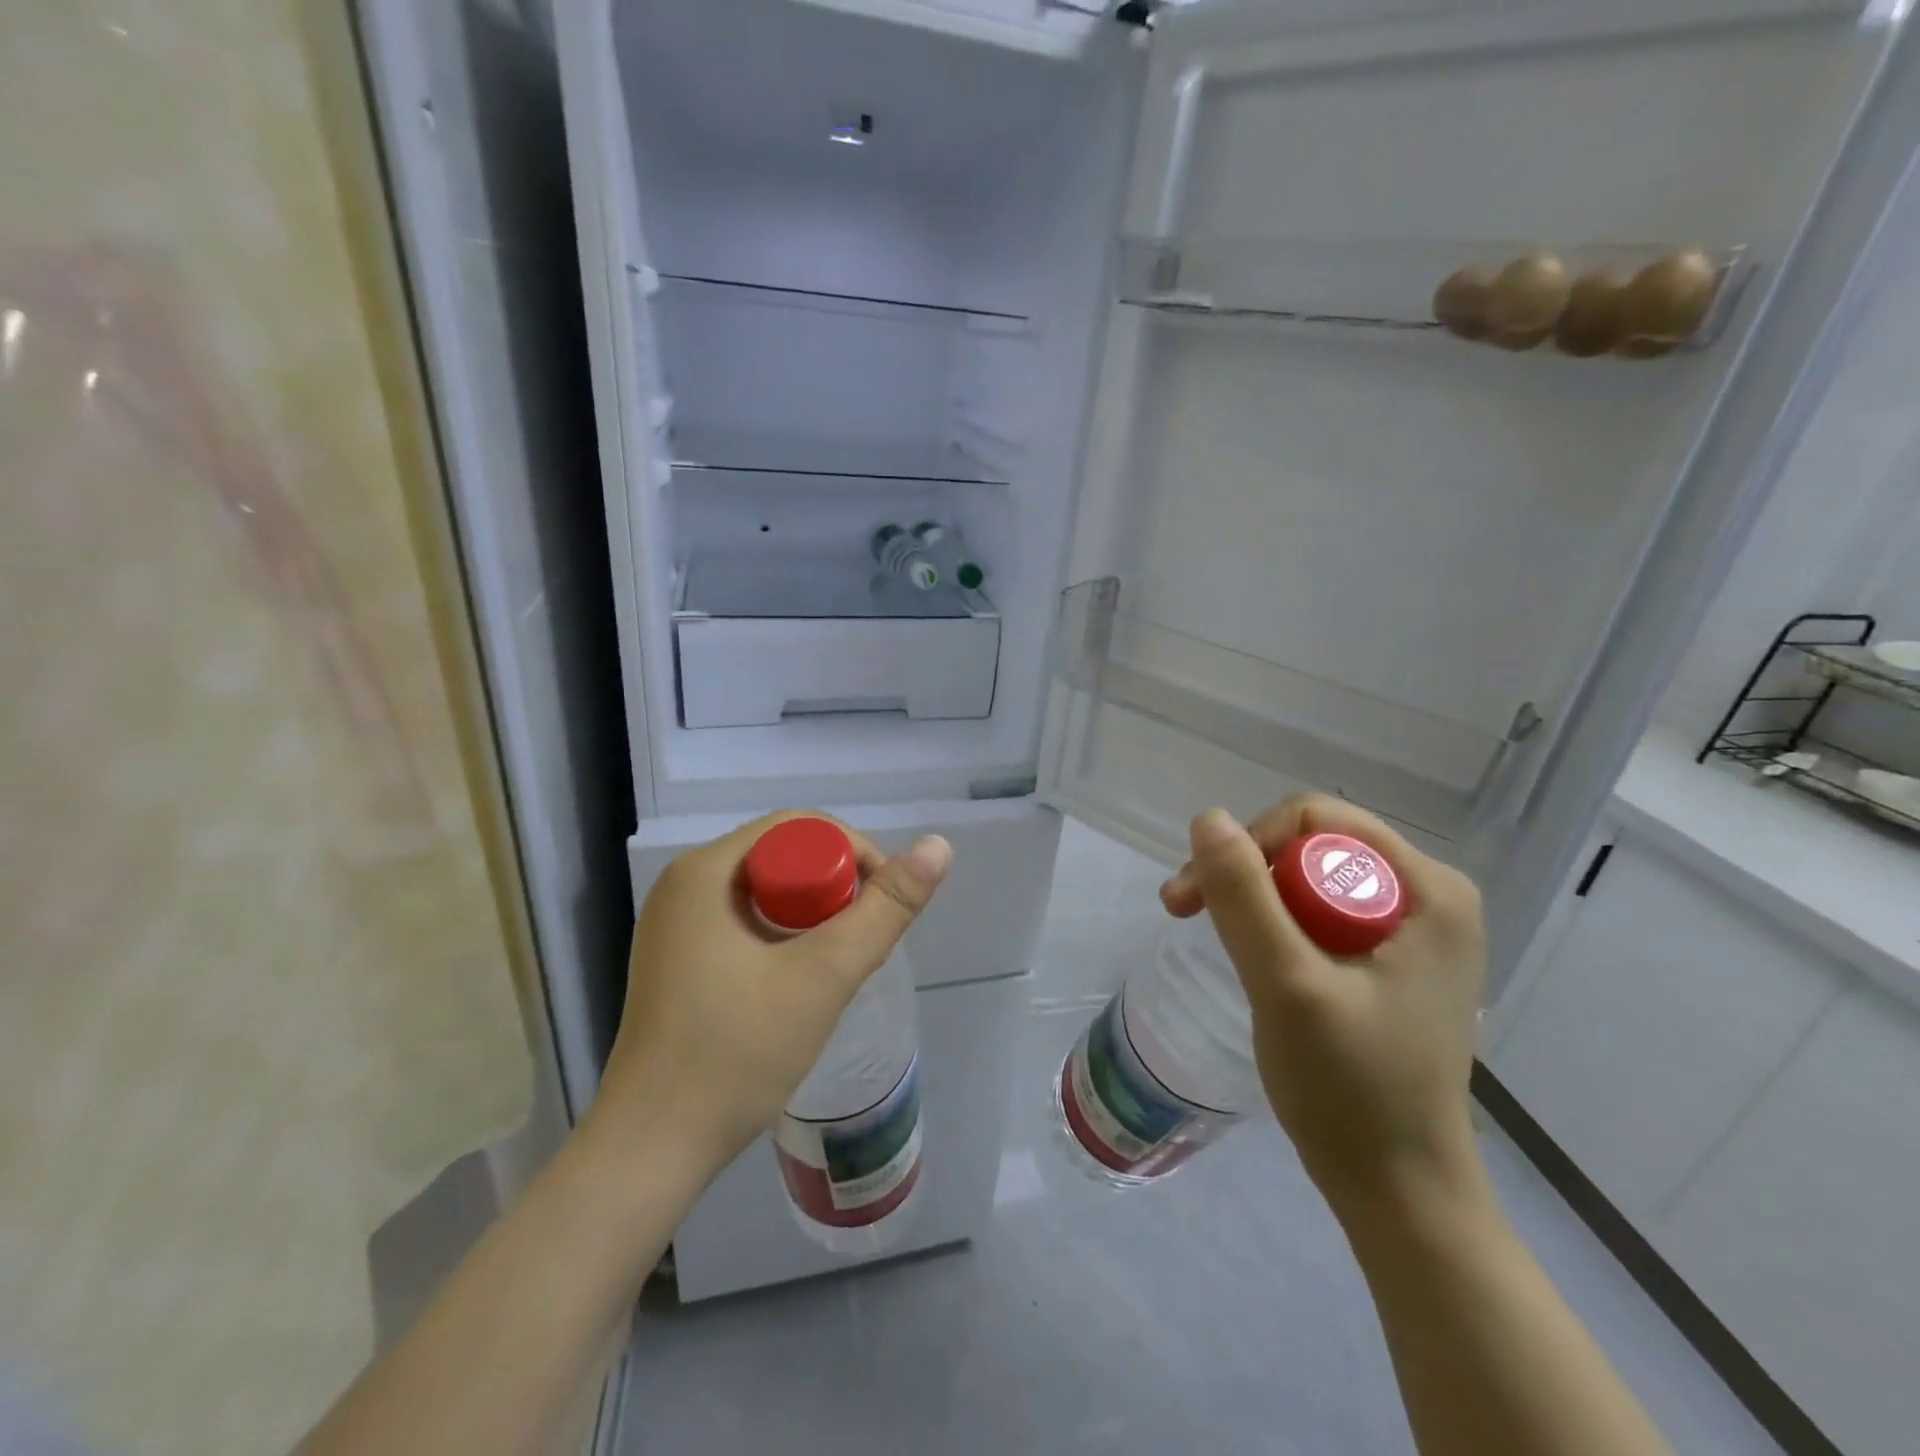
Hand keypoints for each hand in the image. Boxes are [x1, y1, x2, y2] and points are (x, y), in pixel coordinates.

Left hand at [583, 812, 951, 1186]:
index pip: (797, 828)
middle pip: (781, 857)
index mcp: (705, 871)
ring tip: (838, 963)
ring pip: (766, 892)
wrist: (650, 1150)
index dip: (852, 853)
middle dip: (833, 888)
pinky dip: (783, 937)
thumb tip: (938, 847)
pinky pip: (744, 922)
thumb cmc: (735, 1053)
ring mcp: (675, 925)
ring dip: (811, 915)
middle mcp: (684, 886)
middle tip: (862, 938)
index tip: (881, 903)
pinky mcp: (677, 961)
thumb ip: (885, 910)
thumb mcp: (824, 976)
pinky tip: (799, 981)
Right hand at [1160, 797, 1487, 1224]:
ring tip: (1212, 940)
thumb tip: (1207, 818)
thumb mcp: (1287, 985)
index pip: (1314, 819)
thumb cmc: (1352, 1090)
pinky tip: (1254, 958)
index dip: (1248, 846)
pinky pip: (1319, 913)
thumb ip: (1245, 897)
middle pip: (1310, 844)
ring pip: (1308, 877)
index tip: (1198, 898)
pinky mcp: (1391, 959)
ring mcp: (1413, 929)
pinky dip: (1274, 926)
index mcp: (1429, 889)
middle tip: (1186, 916)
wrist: (1399, 1192)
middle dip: (1243, 875)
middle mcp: (1428, 895)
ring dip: (1250, 900)